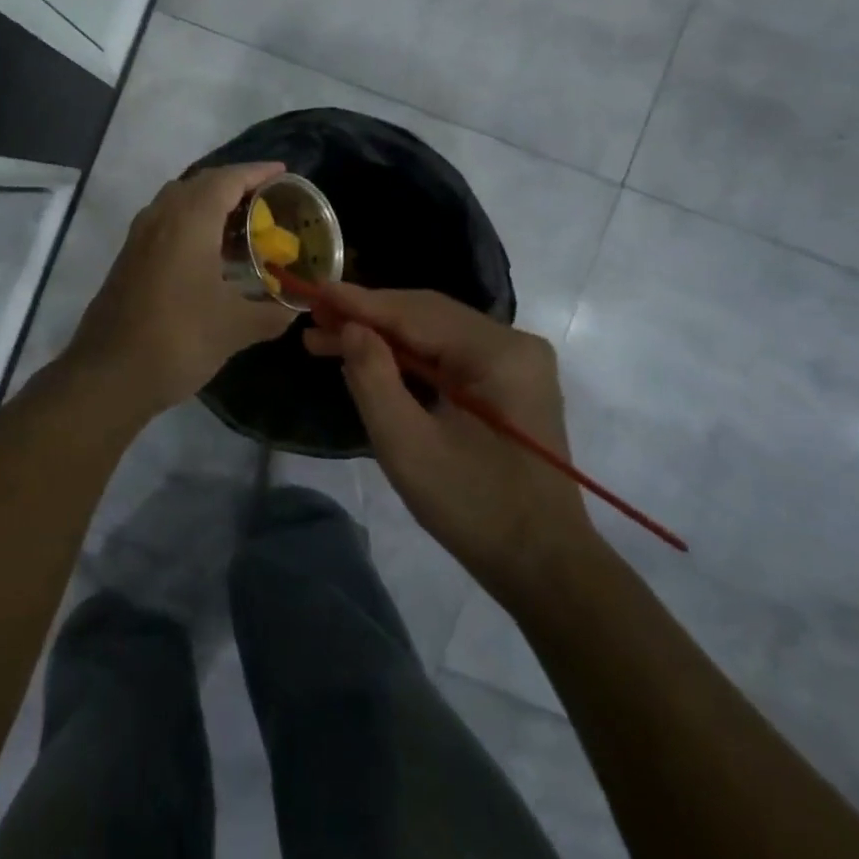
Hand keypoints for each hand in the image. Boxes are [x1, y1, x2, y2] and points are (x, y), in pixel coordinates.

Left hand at [66, 163, 295, 418]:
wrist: (108, 375)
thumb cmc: (178, 340)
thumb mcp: (235, 328)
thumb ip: (271, 313)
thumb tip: (295, 308)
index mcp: (189, 220)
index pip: (227, 179)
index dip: (257, 172)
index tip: (283, 173)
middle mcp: (160, 218)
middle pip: (200, 184)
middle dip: (234, 185)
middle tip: (266, 200)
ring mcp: (139, 238)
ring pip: (178, 202)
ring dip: (209, 203)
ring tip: (241, 224)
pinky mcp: (128, 259)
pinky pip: (165, 223)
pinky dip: (191, 223)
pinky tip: (209, 254)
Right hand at [304, 285, 594, 590]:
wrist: (544, 565)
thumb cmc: (475, 509)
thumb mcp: (409, 447)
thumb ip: (373, 380)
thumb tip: (350, 328)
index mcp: (498, 353)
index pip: (416, 313)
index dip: (361, 303)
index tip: (315, 292)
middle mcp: (513, 343)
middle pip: (427, 315)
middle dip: (368, 317)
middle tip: (314, 320)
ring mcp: (516, 361)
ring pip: (436, 332)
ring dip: (384, 335)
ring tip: (329, 339)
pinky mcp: (510, 382)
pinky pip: (450, 353)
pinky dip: (408, 355)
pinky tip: (372, 359)